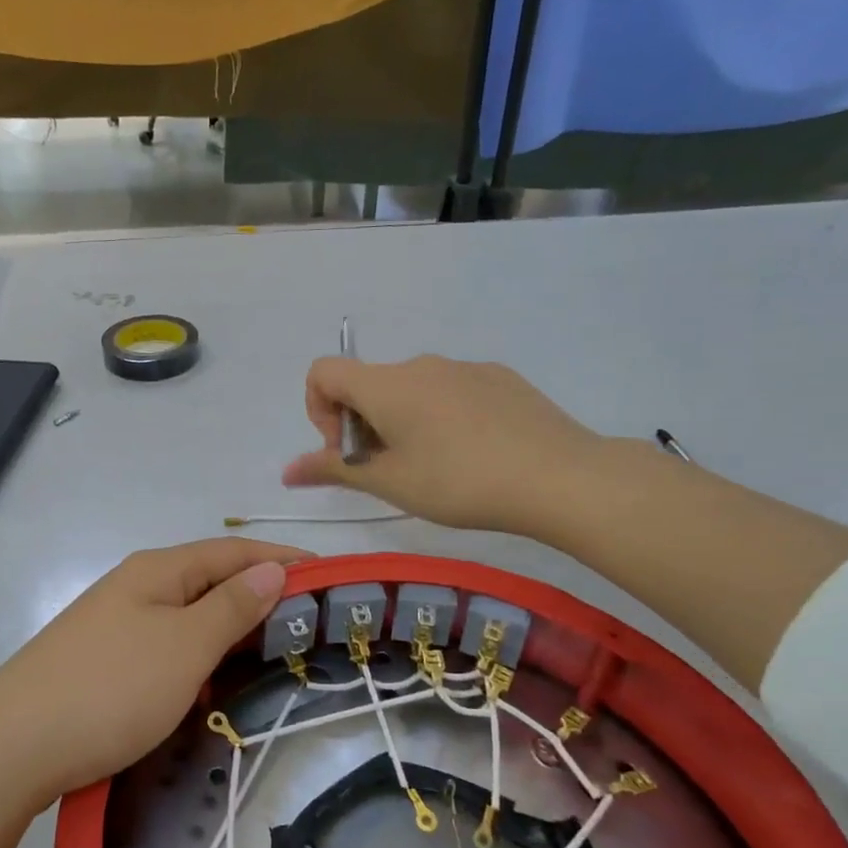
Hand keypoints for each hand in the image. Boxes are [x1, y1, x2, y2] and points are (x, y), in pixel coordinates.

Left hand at [0, 538, 309, 808]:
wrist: (11, 748)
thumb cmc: (111, 690)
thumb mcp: (184, 647)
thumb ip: (231, 607)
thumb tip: (272, 567)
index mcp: (158, 571)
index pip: (234, 551)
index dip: (283, 559)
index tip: (331, 579)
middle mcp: (135, 587)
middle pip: (211, 581)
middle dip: (261, 599)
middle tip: (311, 629)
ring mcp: (114, 625)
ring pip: (188, 618)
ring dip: (230, 633)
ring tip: (274, 658)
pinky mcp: (102, 662)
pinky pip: (166, 649)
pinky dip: (198, 660)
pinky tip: (212, 686)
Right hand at [282, 355, 605, 535]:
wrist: (559, 476)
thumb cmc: (459, 482)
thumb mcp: (389, 483)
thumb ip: (333, 470)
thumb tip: (287, 471)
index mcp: (386, 385)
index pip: (323, 372)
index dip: (318, 409)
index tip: (346, 450)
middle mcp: (420, 364)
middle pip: (368, 384)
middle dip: (362, 425)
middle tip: (389, 472)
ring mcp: (464, 367)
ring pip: (410, 389)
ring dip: (401, 422)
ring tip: (434, 468)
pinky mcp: (499, 377)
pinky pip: (450, 390)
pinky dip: (440, 416)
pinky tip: (473, 454)